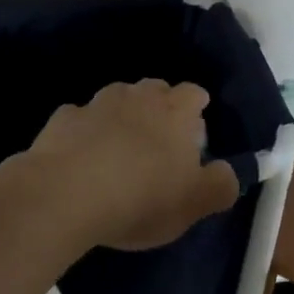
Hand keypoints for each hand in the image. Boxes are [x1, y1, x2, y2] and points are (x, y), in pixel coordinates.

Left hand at [26, 80, 239, 250]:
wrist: (65, 194)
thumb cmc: (141, 196)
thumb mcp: (194, 203)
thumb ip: (221, 185)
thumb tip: (230, 173)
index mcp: (176, 110)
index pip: (194, 94)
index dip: (197, 110)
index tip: (194, 134)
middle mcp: (139, 95)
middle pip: (156, 90)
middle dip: (160, 108)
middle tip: (158, 142)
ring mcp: (97, 103)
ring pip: (117, 99)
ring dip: (121, 116)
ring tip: (119, 148)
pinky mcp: (62, 119)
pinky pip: (80, 120)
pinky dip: (84, 132)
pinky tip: (81, 157)